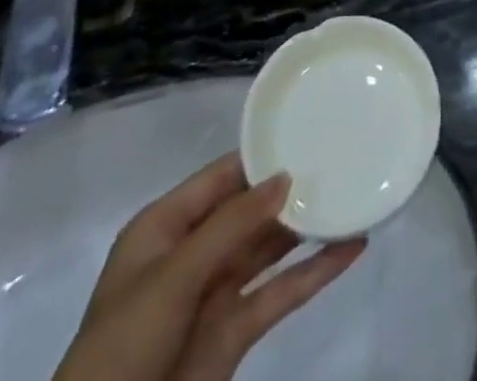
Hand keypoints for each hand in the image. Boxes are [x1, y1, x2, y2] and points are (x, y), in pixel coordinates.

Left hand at [53, 152, 362, 380]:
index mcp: (166, 227)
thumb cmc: (123, 345)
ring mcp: (216, 294)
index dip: (261, 156)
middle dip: (290, 189)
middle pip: (249, 210)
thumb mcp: (173, 277)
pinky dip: (316, 273)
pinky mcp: (235, 333)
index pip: (221, 176)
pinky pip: (281, 293)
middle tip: (342, 159)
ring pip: (269, 248)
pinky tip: (351, 250)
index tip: (307, 131)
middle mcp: (193, 253)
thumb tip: (285, 177)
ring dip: (307, 228)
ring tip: (353, 195)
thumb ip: (231, 225)